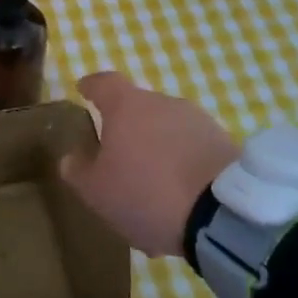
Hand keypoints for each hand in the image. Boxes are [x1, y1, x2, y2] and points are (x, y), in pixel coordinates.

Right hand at [59, 72, 239, 257]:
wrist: (222, 215)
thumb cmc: (146, 193)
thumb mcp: (96, 191)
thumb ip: (77, 170)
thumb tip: (71, 157)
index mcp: (127, 106)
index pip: (104, 82)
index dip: (92, 86)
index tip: (83, 90)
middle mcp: (163, 103)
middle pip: (138, 107)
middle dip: (126, 126)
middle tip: (117, 155)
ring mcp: (198, 121)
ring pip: (167, 128)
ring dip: (157, 146)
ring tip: (152, 182)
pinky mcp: (225, 143)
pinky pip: (192, 148)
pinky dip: (182, 162)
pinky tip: (179, 193)